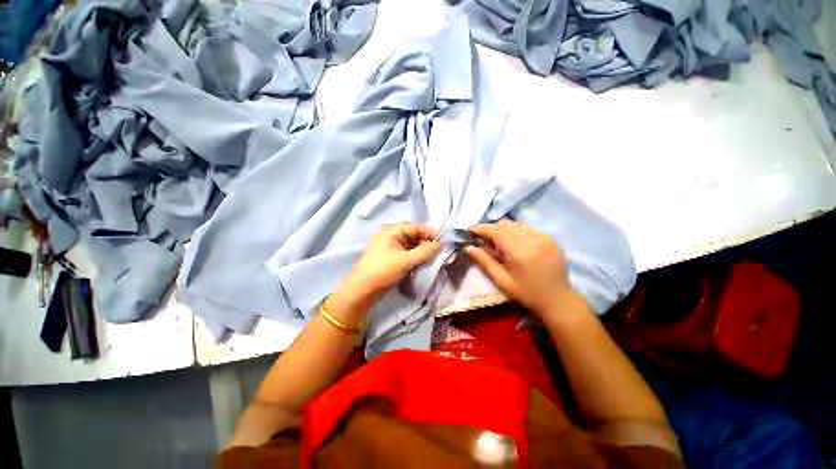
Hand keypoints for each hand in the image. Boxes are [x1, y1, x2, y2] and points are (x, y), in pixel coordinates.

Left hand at [328, 223, 440, 320]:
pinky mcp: (390, 257)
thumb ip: (425, 251)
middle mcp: (391, 235)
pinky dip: (415, 257)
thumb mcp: (406, 260)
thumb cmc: (383, 271)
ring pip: (411, 245)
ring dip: (421, 251)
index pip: (415, 227)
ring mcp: (390, 247)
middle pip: (413, 235)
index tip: (443, 241)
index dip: (430, 233)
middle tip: (438, 252)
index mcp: (392, 230)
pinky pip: (406, 253)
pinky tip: (422, 262)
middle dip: (426, 242)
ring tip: (432, 258)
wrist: (362, 291)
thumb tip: (440, 244)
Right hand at [465, 221, 580, 316]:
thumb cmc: (526, 293)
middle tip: (484, 241)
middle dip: (491, 229)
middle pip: (505, 225)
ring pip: (516, 224)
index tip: (470, 230)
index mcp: (519, 251)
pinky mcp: (550, 238)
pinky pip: (528, 228)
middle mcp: (532, 239)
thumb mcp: (502, 280)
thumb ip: (484, 261)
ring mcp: (544, 237)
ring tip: (499, 242)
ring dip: (504, 229)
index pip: (495, 231)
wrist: (558, 300)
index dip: (481, 228)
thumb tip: (468, 247)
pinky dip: (516, 231)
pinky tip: (515, 243)